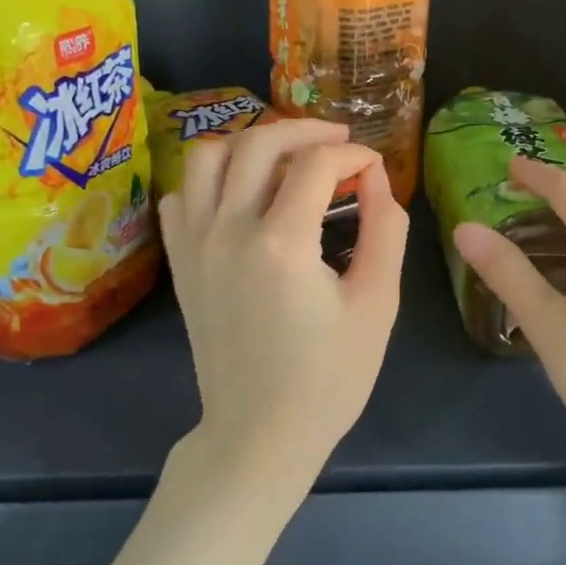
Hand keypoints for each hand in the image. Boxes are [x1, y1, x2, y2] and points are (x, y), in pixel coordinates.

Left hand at [159, 119, 408, 490]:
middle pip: (259, 143)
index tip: (374, 168)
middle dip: (306, 130)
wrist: (259, 434)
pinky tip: (241, 194)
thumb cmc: (329, 376)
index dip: (353, 155)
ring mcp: (195, 244)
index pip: (316, 163)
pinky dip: (211, 179)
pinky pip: (182, 194)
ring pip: (209, 156)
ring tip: (287, 157)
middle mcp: (228, 230)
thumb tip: (375, 176)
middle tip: (339, 142)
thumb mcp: (378, 303)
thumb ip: (385, 228)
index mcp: (282, 242)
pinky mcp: (180, 262)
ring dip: (252, 143)